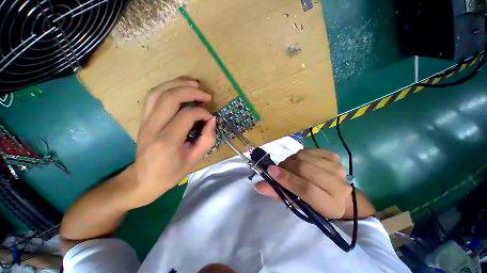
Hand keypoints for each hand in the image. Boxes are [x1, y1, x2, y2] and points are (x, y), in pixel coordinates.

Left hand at [128, 78, 215, 207]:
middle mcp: (153, 127)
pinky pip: (152, 96)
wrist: (143, 179)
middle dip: (191, 91)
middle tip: (206, 95)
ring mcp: (145, 121)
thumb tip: (212, 120)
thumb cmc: (172, 172)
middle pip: (170, 98)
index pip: (186, 115)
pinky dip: (167, 88)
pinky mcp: (143, 119)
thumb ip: (207, 139)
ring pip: (158, 92)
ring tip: (193, 83)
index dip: (202, 113)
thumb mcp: (195, 159)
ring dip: (177, 84)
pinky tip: (179, 89)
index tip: (210, 118)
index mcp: (167, 141)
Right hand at [255, 149, 351, 218]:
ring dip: (291, 160)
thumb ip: (277, 193)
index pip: (306, 189)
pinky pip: (308, 150)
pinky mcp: (334, 156)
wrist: (336, 193)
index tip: (270, 171)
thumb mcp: (295, 203)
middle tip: (278, 169)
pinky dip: (299, 154)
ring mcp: (337, 168)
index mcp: (329, 205)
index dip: (286, 179)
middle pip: (305, 169)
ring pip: (304, 157)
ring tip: (289, 166)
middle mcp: (338, 185)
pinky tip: (300, 161)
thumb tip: (258, 185)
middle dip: (286, 167)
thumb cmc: (313, 202)